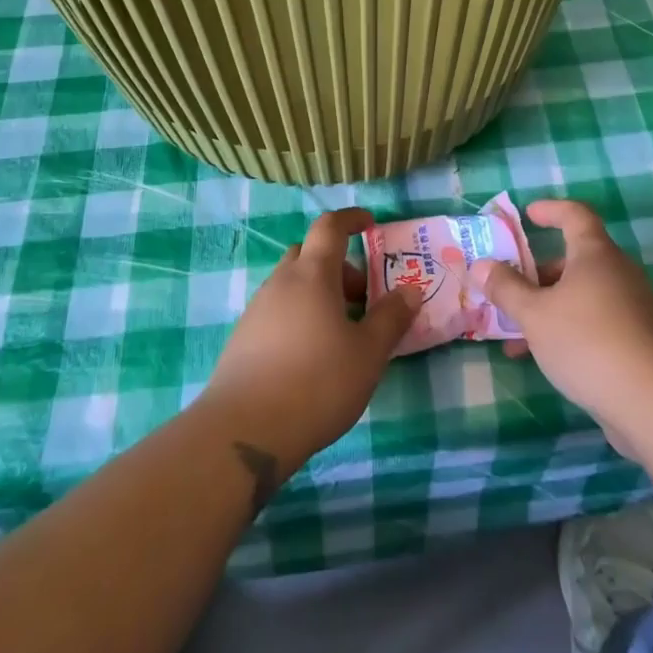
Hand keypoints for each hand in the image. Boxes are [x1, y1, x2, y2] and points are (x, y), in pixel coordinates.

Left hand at [199, 208, 419, 472]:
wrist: (243, 432)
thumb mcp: (368, 353)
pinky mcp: (242, 339)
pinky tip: (311, 356)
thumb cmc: (316, 382)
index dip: (351, 220)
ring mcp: (257, 310)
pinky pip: (277, 311)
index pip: (330, 227)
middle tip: (361, 296)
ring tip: (341, 333)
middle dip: (338, 266)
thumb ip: (391, 318)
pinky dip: (299, 316)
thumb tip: (410, 290)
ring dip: (318, 294)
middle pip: (309, 254)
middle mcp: (281, 283)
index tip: (370, 224)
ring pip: (292, 285)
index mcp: (313, 274)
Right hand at [471, 199, 652, 458]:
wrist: (652, 400)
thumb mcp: (535, 314)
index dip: (551, 210)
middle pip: (574, 259)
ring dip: (547, 307)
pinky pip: (594, 320)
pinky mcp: (636, 338)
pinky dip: (566, 328)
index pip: (575, 214)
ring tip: (513, 335)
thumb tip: (482, 265)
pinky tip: (542, 358)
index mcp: (595, 253)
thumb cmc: (587, 341)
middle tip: (508, 288)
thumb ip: (506, 289)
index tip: (528, 215)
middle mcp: (617, 272)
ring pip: (580, 295)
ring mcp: (631, 305)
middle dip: (537, 273)